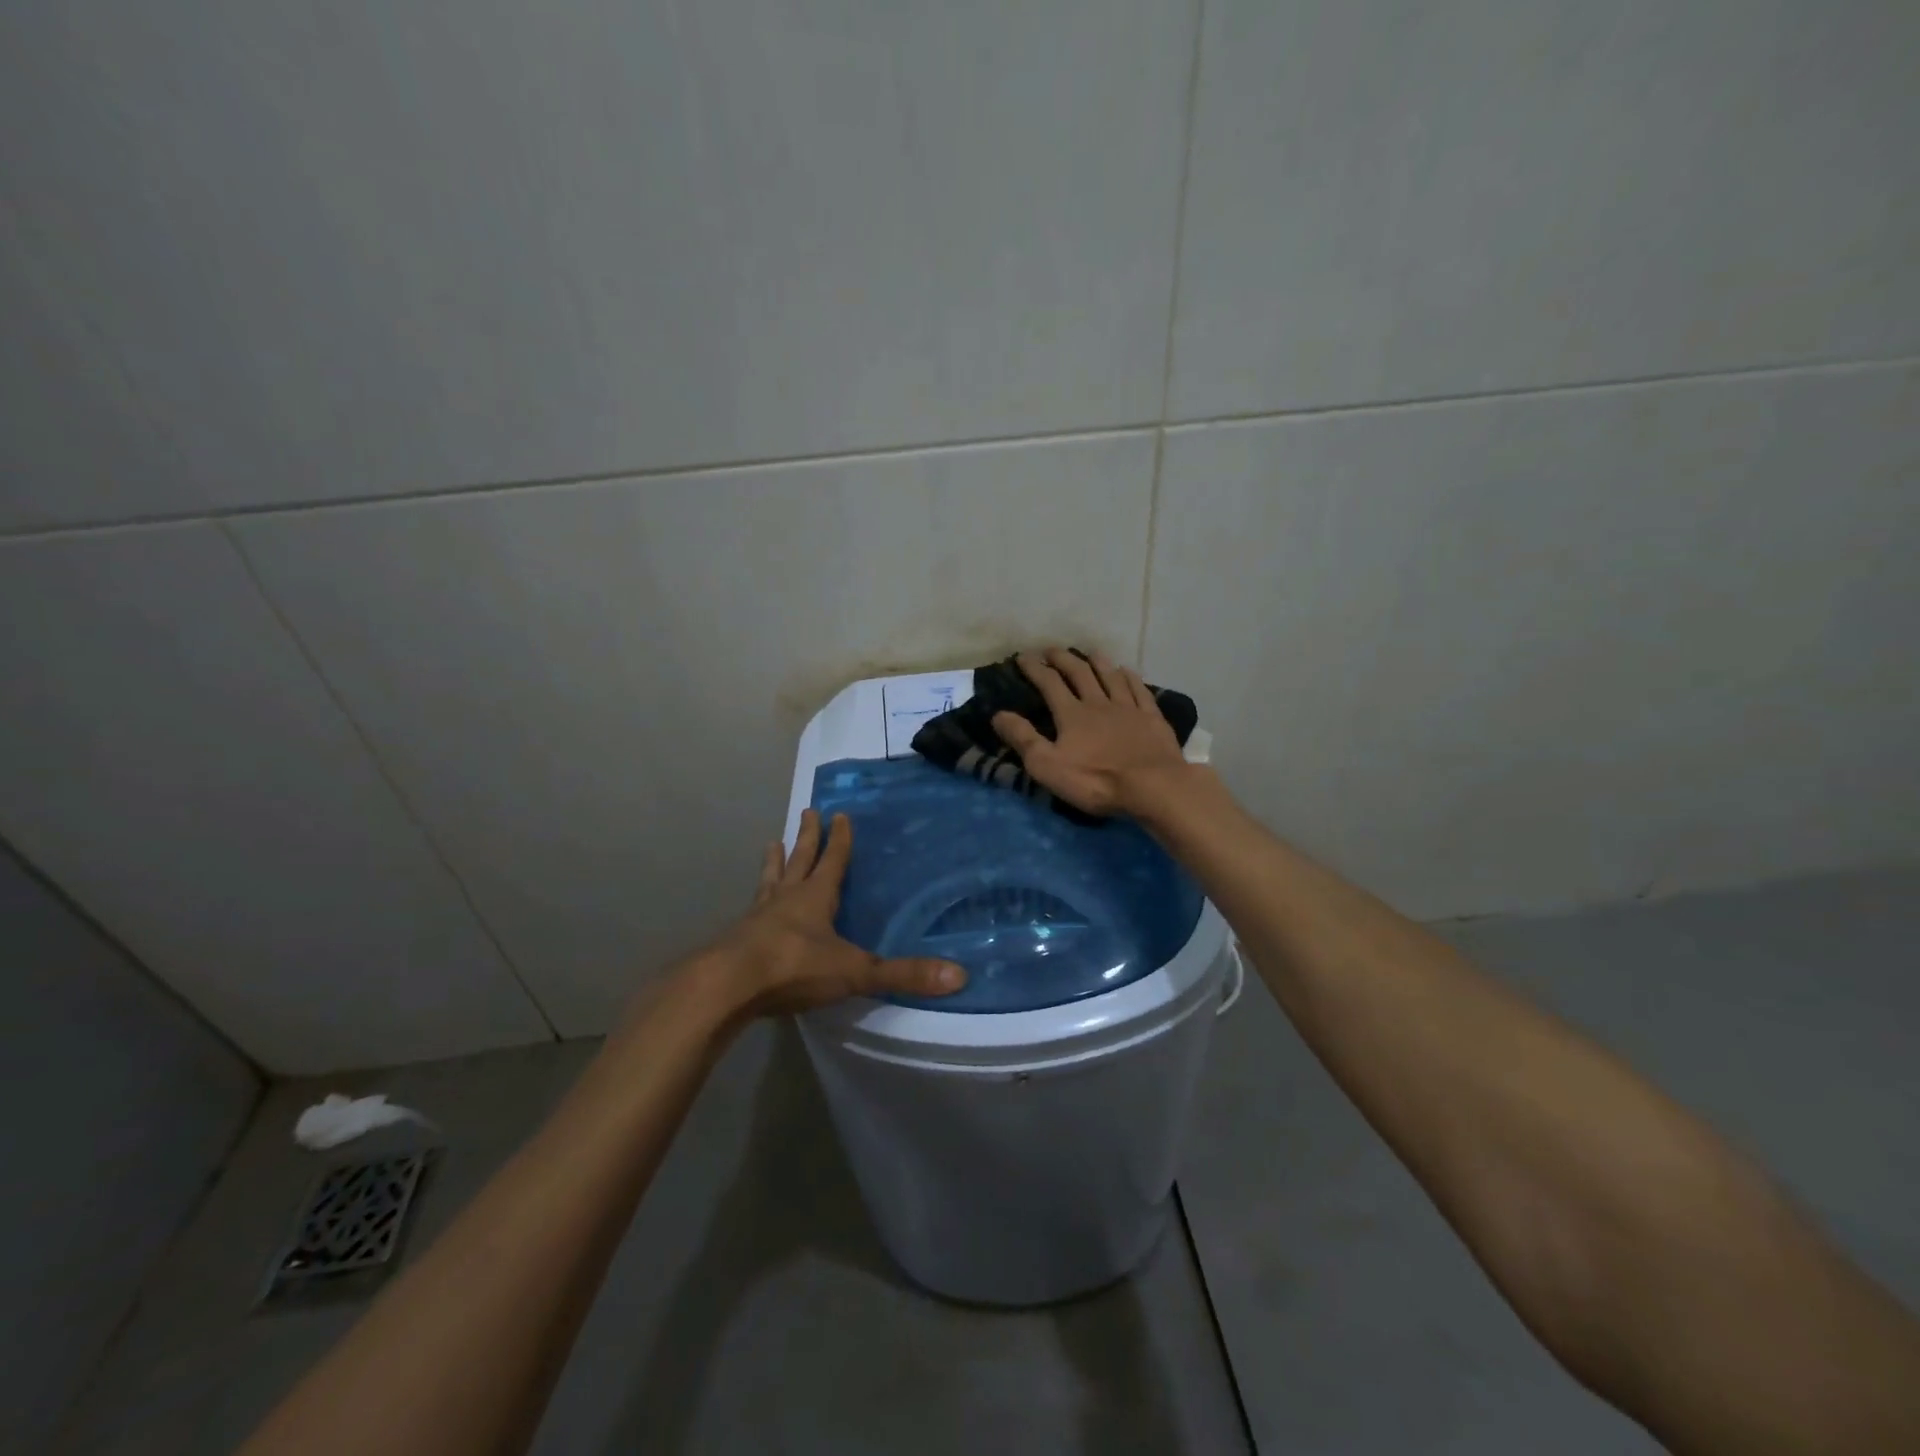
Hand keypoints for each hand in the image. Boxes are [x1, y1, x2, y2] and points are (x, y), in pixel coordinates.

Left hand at [702, 808, 965, 1016]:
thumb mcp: (854, 971)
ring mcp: (758, 918)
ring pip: (770, 881)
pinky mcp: (737, 939)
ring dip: (775, 862)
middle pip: (799, 861)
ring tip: (771, 843)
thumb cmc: (794, 968)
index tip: (840, 814)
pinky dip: (756, 901)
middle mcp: (786, 900)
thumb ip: (903, 974)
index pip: (832, 861)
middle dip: (807, 838)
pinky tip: (751, 906)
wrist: (727, 987)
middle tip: (807, 812)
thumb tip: (959, 975)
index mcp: (815, 898)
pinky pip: (752, 911)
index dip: (839, 840)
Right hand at [991, 647, 1193, 817]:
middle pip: (1079, 673)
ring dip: (1097, 662)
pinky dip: (1130, 678)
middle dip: (1063, 659)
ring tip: (1089, 653)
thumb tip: (998, 714)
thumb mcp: (1048, 766)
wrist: (1152, 786)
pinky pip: (1139, 690)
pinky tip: (1126, 672)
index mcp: (1072, 714)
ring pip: (1110, 676)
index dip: (1034, 668)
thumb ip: (1023, 738)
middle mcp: (1098, 703)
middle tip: (1052, 650)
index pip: (1049, 683)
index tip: (1022, 656)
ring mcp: (1128, 708)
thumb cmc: (1095, 780)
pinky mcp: (1152, 718)